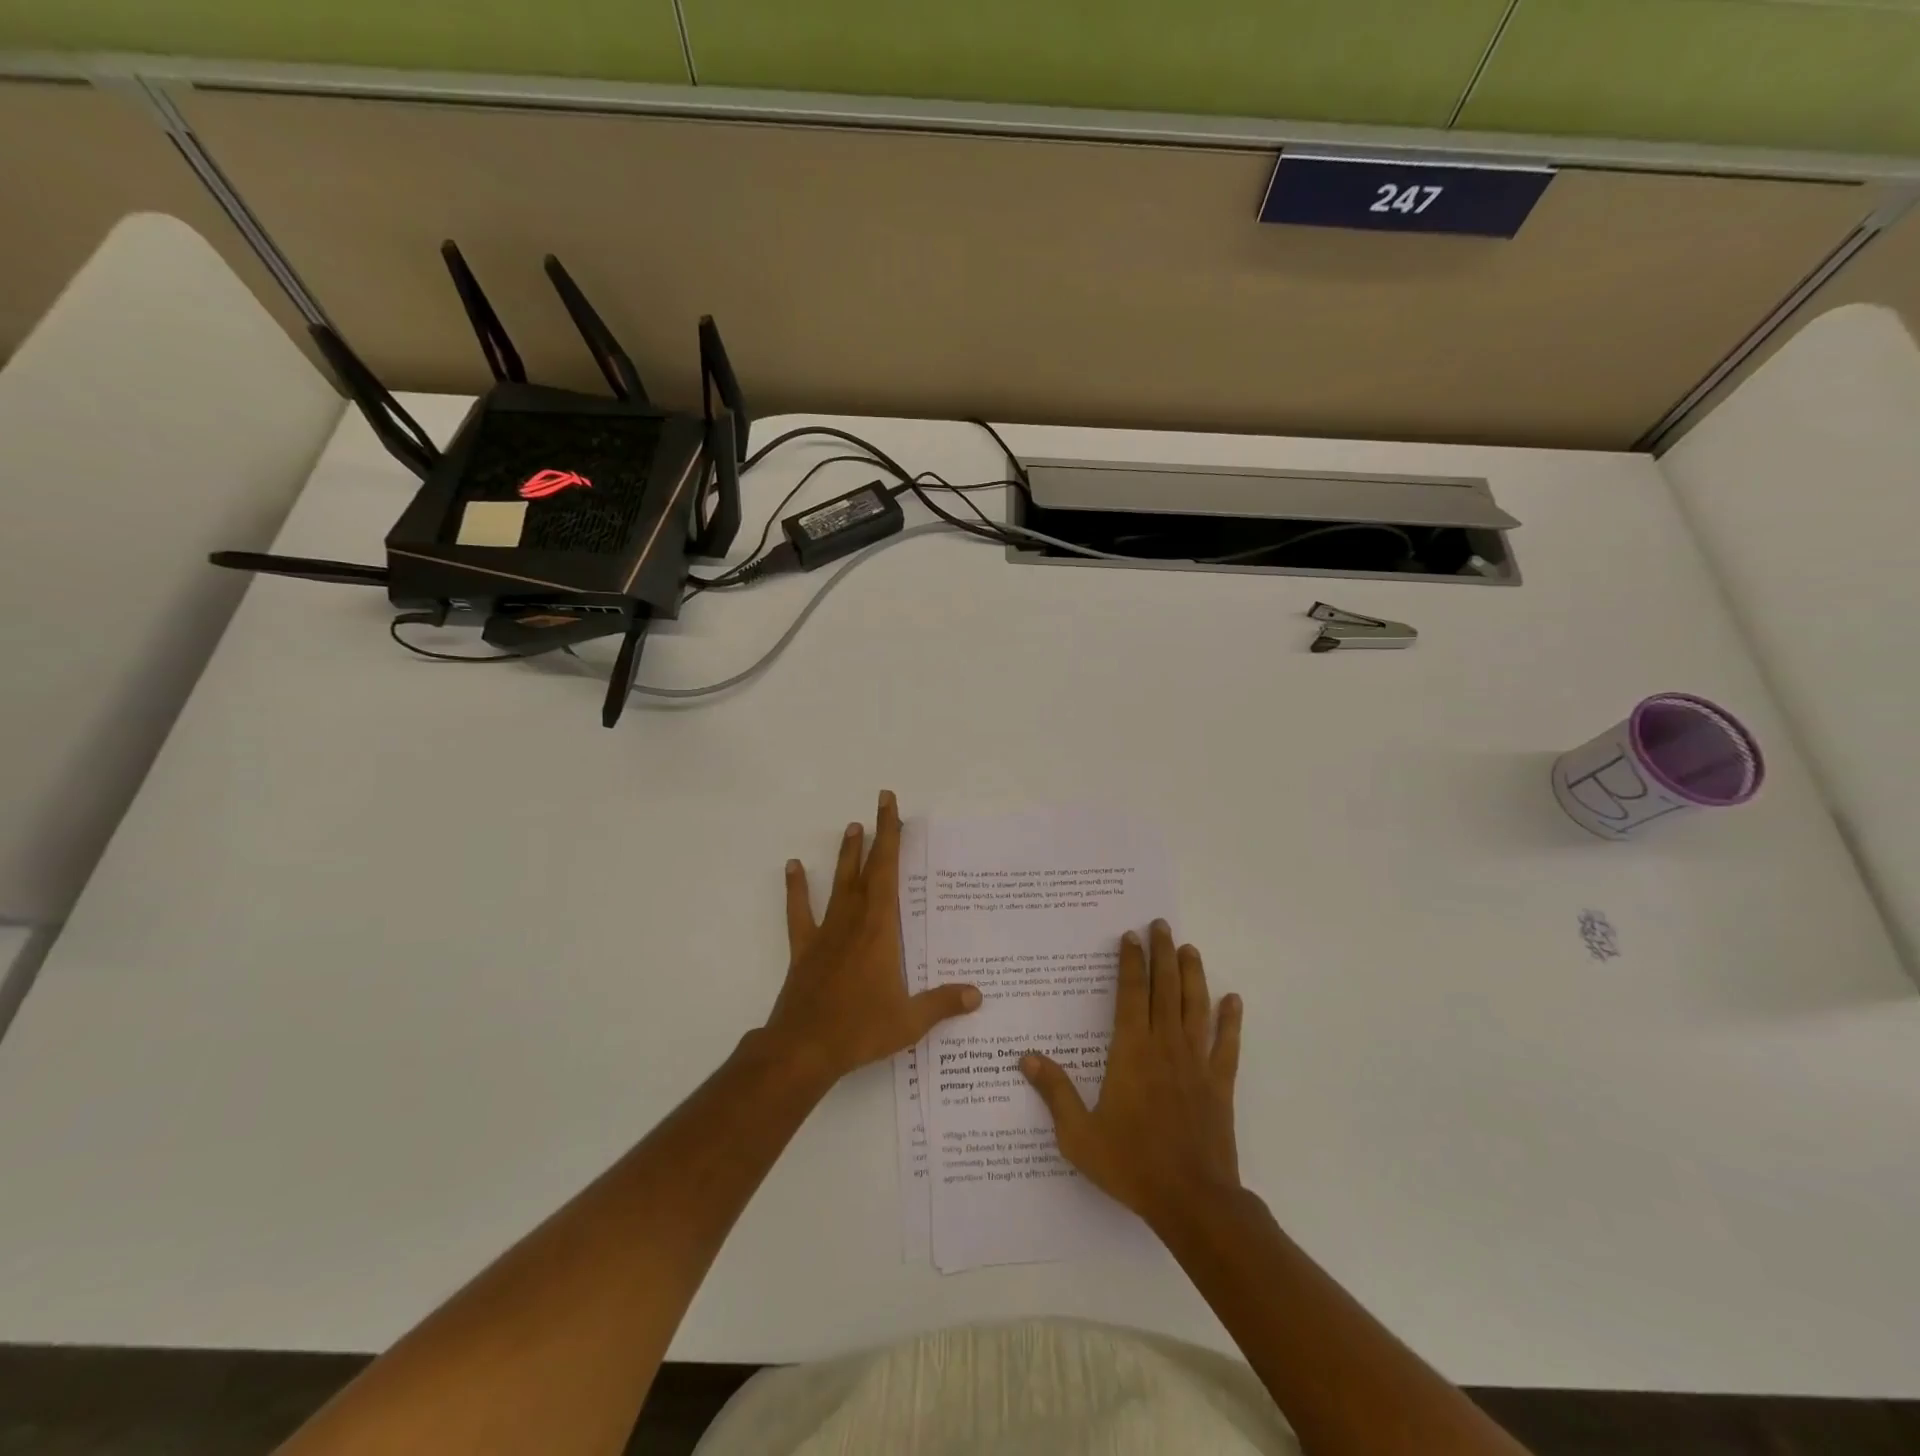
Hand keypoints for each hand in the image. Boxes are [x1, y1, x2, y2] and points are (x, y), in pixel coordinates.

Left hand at [761, 790, 980, 1088]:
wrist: (804, 1048)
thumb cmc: (860, 1029)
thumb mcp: (909, 1021)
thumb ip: (943, 1004)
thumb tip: (977, 995)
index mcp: (880, 930)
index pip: (888, 872)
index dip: (890, 836)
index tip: (890, 805)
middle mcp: (853, 921)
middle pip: (867, 869)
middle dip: (876, 835)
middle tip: (879, 803)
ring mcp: (826, 933)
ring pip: (838, 884)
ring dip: (845, 855)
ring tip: (850, 827)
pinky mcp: (805, 949)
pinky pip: (800, 912)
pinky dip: (796, 889)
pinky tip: (794, 867)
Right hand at [1021, 920, 1242, 1230]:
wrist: (1192, 1201)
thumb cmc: (1131, 1164)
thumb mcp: (1079, 1134)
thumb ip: (1055, 1092)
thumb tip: (1025, 1057)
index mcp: (1131, 1052)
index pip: (1129, 995)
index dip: (1130, 963)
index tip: (1130, 936)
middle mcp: (1165, 1047)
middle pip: (1165, 989)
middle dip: (1162, 954)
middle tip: (1161, 925)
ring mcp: (1196, 1063)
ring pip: (1196, 1007)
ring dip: (1193, 975)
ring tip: (1189, 949)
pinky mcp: (1220, 1084)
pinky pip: (1228, 1045)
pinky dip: (1231, 1021)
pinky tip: (1234, 1001)